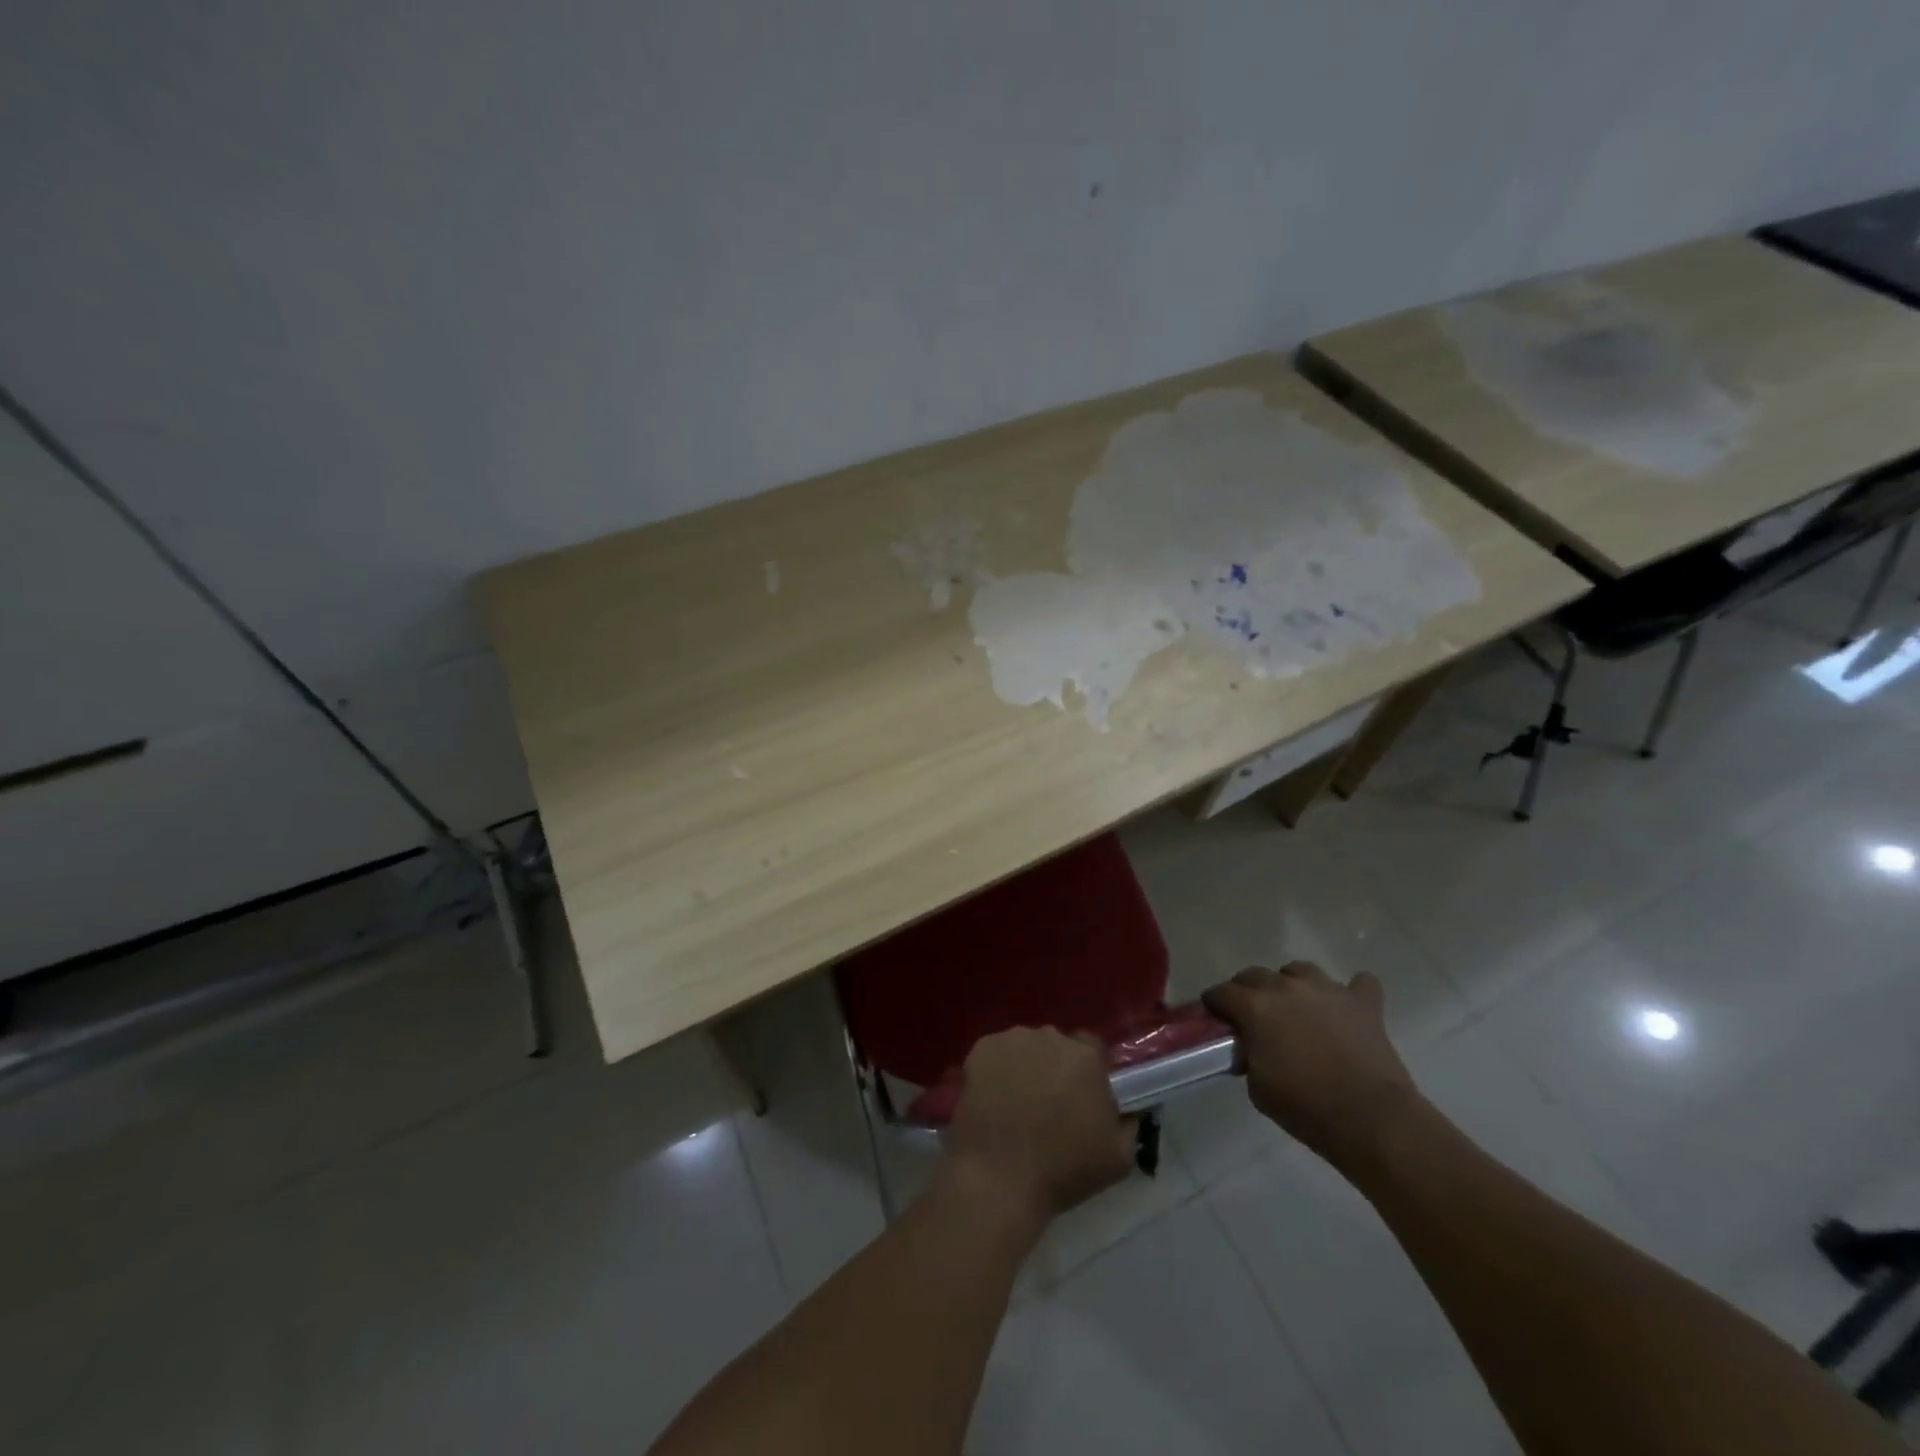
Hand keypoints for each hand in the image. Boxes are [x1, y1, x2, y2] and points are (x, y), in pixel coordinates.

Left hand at [939, 1027, 1135, 1232]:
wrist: (1000, 1179)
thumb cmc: (1063, 1170)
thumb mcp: (1119, 1157)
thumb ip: (1129, 1123)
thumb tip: (1128, 1109)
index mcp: (1085, 1056)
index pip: (1092, 1049)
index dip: (1087, 1073)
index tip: (1080, 1097)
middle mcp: (1049, 1037)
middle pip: (1056, 1046)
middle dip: (1055, 1068)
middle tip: (1047, 1104)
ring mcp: (1012, 1040)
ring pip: (1024, 1048)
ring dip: (1025, 1067)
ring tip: (1015, 1104)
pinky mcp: (980, 1049)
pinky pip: (995, 1054)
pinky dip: (995, 1070)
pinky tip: (992, 1100)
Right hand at [1203, 963, 1420, 1169]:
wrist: (1371, 1119)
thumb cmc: (1306, 1107)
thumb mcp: (1258, 1088)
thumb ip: (1248, 1056)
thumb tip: (1251, 1048)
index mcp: (1255, 1007)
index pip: (1221, 993)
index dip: (1215, 1004)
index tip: (1216, 1018)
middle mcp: (1286, 988)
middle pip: (1255, 975)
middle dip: (1247, 991)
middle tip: (1253, 1017)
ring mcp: (1327, 990)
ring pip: (1301, 971)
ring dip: (1293, 984)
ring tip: (1297, 1007)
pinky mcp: (1363, 1003)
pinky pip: (1359, 984)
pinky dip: (1352, 992)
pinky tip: (1348, 1008)